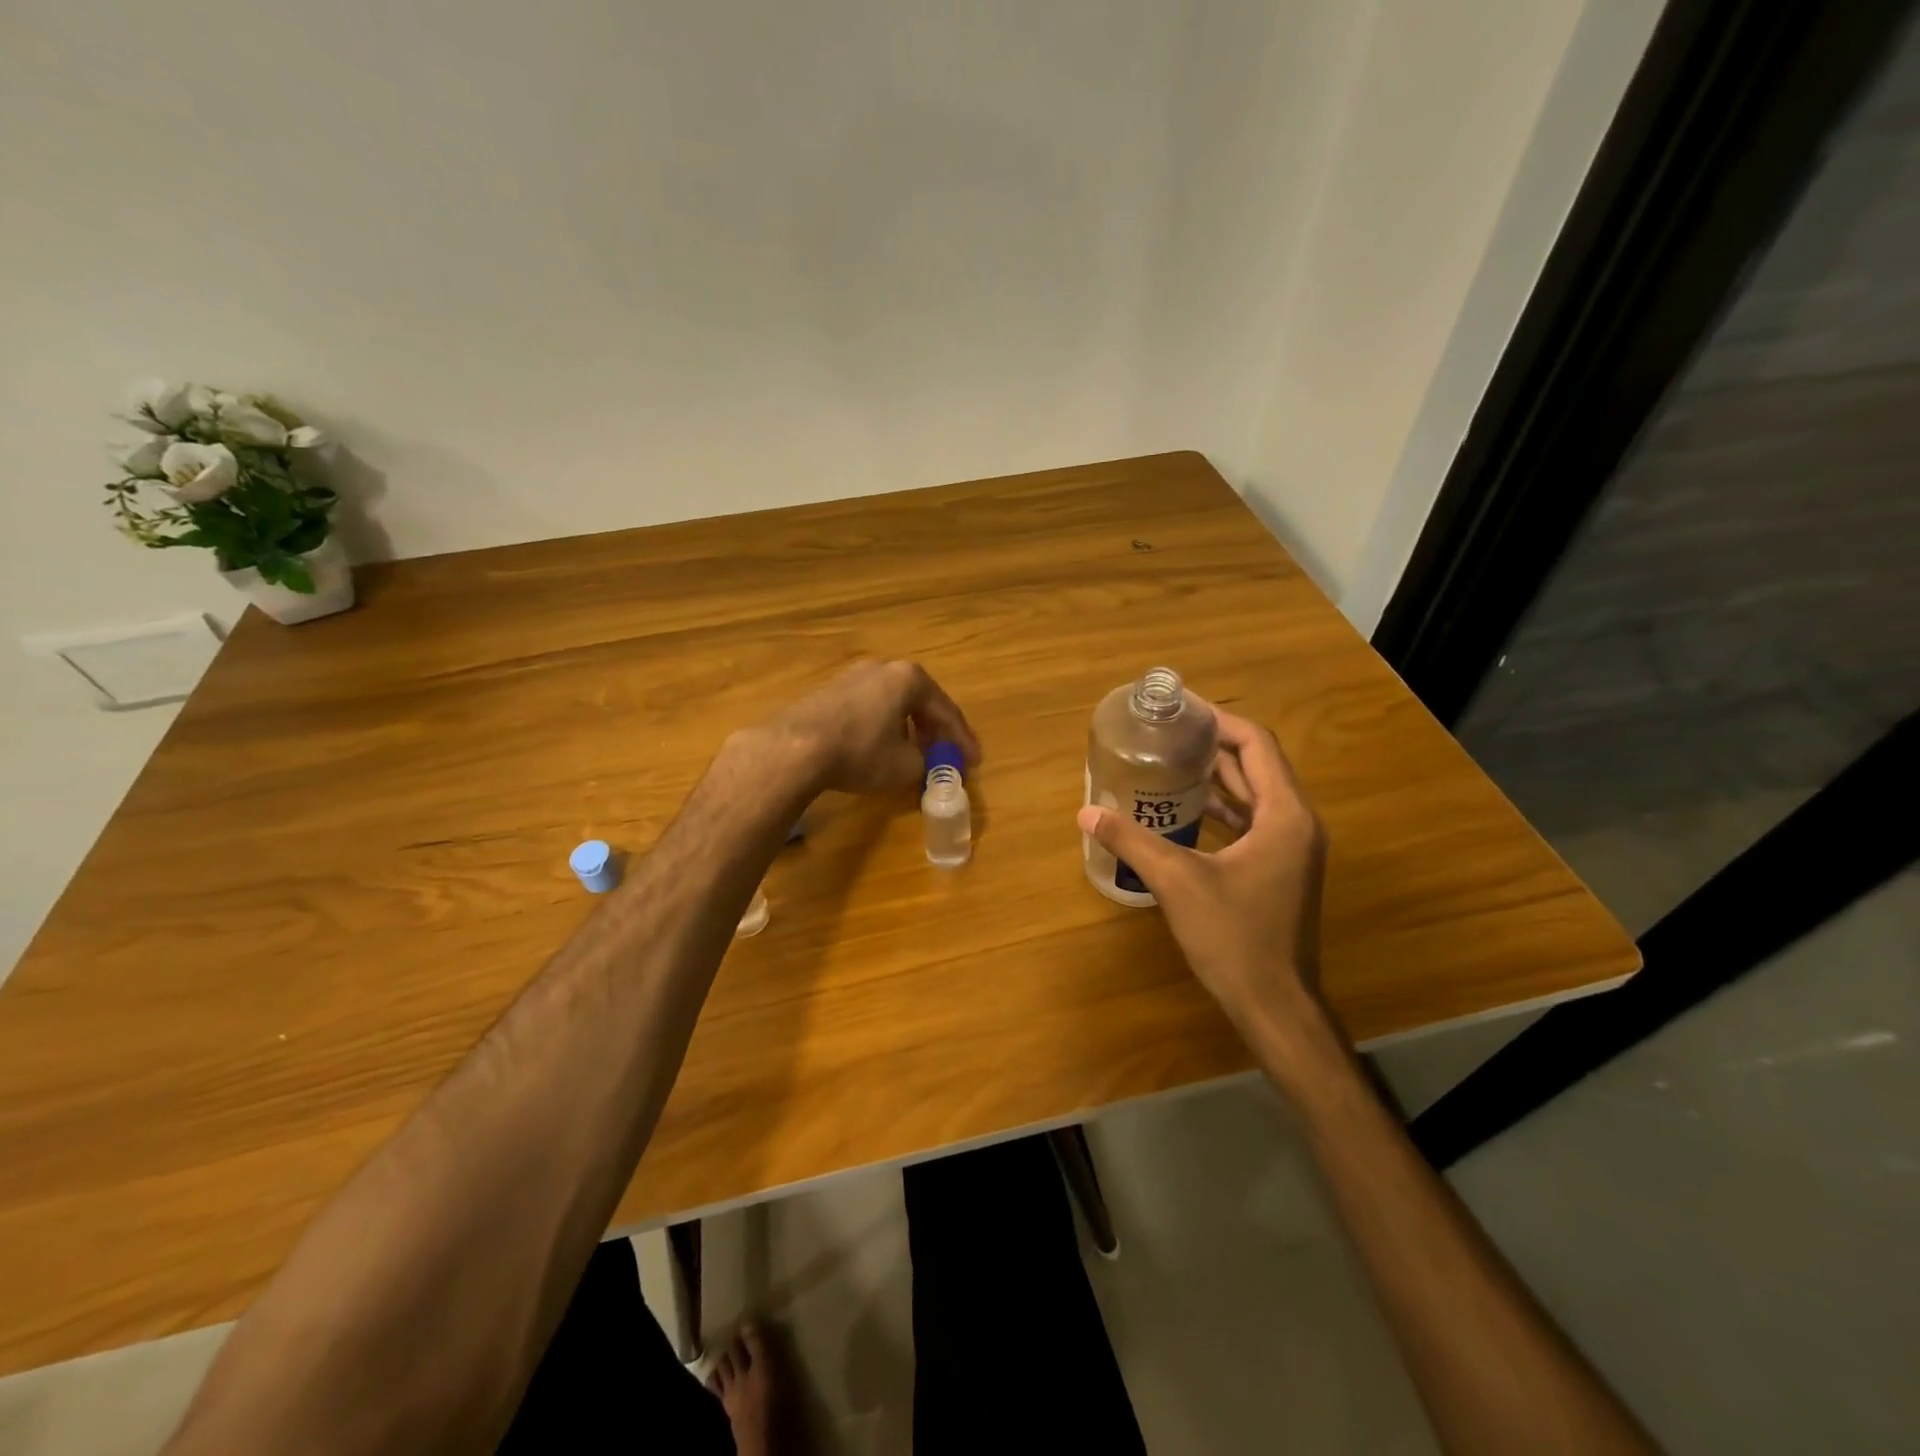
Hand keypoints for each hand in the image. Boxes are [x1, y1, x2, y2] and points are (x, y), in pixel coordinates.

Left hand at [762, 659, 978, 795]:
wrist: (795, 747)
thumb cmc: (861, 751)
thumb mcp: (905, 766)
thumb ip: (926, 764)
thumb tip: (926, 766)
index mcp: (909, 678)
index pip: (946, 710)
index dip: (962, 739)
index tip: (973, 761)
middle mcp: (882, 668)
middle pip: (919, 701)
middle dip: (935, 731)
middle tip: (946, 755)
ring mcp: (851, 676)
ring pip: (892, 704)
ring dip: (908, 728)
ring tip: (915, 754)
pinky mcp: (828, 692)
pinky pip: (868, 708)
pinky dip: (883, 727)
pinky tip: (880, 748)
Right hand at [1077, 708, 1325, 1035]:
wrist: (1273, 1003)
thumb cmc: (1234, 937)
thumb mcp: (1177, 882)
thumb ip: (1132, 840)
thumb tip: (1086, 813)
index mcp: (1285, 815)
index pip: (1256, 745)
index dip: (1219, 721)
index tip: (1181, 709)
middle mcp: (1296, 823)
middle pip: (1256, 765)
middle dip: (1213, 744)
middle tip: (1167, 731)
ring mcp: (1291, 849)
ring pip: (1255, 794)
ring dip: (1217, 775)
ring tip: (1169, 759)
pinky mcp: (1279, 869)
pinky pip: (1251, 822)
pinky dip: (1221, 807)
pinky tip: (1183, 808)